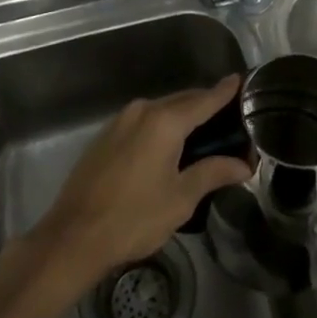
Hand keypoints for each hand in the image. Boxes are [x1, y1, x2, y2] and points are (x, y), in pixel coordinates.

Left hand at [32, 75, 250, 286]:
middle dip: (205, 105)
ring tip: (203, 131)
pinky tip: (169, 144)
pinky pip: (143, 120)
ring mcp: (121, 120)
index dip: (224, 91)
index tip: (240, 80)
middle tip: (229, 118)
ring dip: (182, 115)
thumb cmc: (133, 218)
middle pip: (183, 100)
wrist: (72, 237)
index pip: (204, 99)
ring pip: (161, 109)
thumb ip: (213, 173)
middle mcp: (143, 110)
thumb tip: (243, 164)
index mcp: (165, 121)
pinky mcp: (106, 135)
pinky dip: (162, 125)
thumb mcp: (180, 198)